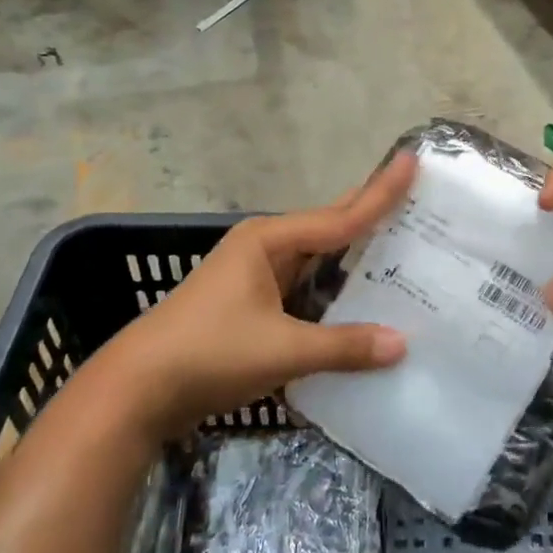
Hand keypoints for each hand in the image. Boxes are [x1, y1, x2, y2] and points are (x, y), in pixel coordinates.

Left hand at [96, 152, 418, 437]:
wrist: (136, 391)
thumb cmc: (209, 353)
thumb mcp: (281, 349)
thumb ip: (343, 346)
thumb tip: (402, 344)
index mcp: (269, 240)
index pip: (340, 216)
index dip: (380, 193)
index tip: (412, 162)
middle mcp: (265, 248)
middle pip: (329, 228)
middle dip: (370, 213)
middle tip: (416, 199)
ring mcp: (256, 276)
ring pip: (318, 259)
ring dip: (355, 256)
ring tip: (402, 246)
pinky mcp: (252, 305)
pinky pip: (305, 287)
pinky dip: (334, 289)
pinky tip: (360, 298)